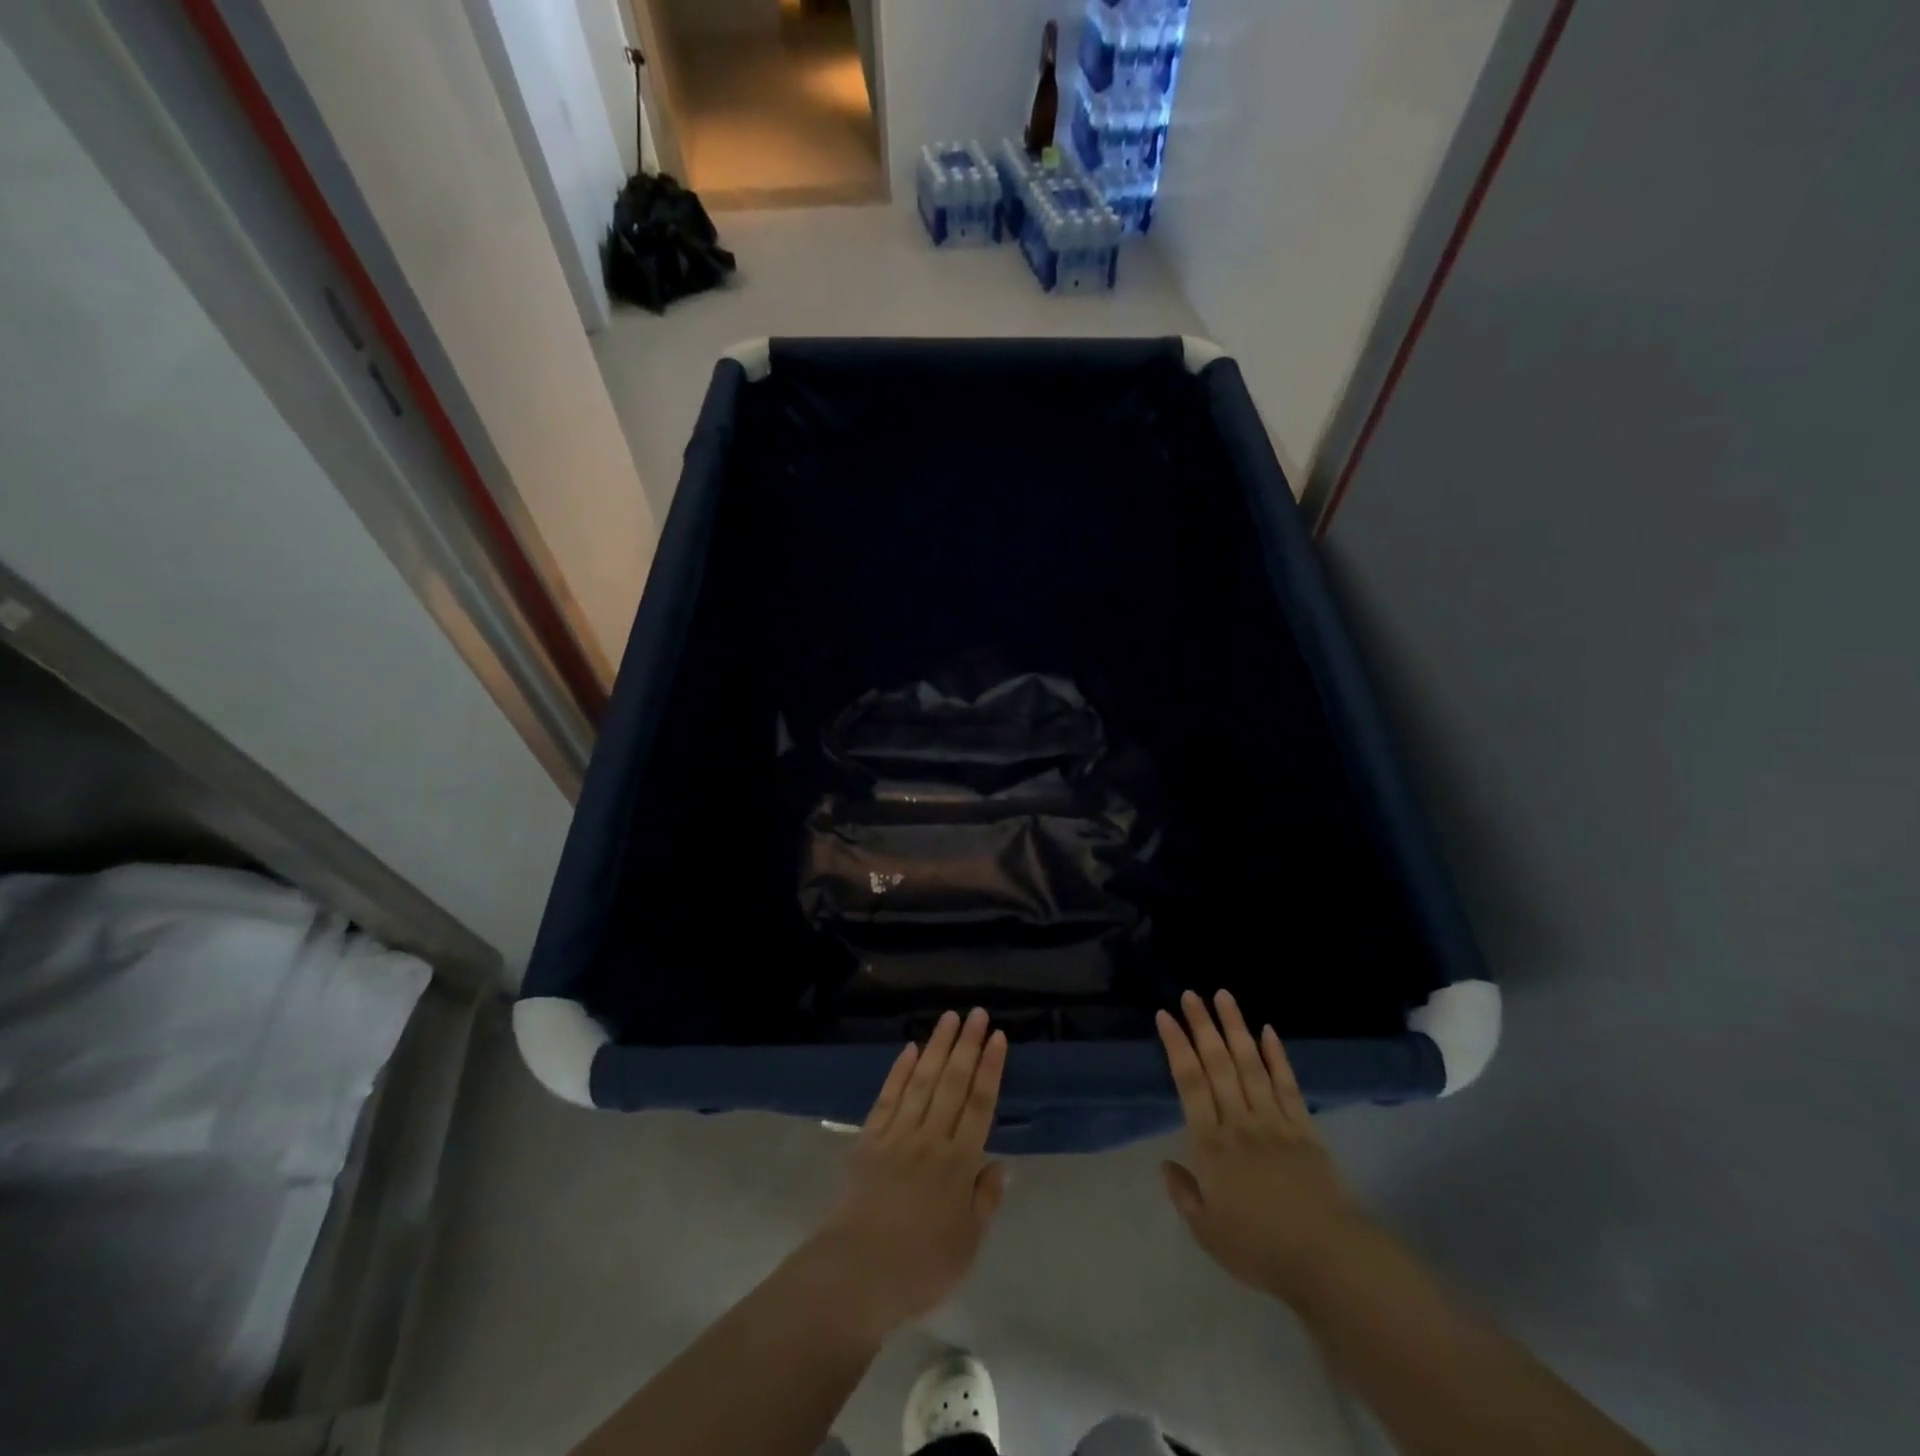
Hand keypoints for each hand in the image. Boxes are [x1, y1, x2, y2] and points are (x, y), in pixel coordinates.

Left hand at [809, 1008, 1008, 1338]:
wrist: (856, 1274)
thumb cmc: (920, 1267)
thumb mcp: (967, 1244)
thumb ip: (985, 1200)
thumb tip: (999, 1163)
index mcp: (959, 1163)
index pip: (980, 1104)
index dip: (990, 1068)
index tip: (997, 1037)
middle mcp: (931, 1138)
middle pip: (952, 1082)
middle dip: (967, 1045)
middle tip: (976, 1013)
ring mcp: (898, 1134)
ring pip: (922, 1080)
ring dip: (937, 1046)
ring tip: (949, 1017)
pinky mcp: (869, 1139)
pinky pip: (888, 1097)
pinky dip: (899, 1071)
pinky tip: (910, 1049)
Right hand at [1158, 989, 1365, 1304]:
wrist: (1327, 1261)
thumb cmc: (1260, 1249)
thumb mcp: (1208, 1232)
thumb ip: (1184, 1194)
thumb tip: (1165, 1164)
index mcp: (1211, 1145)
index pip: (1189, 1083)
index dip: (1176, 1046)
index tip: (1165, 1016)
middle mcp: (1239, 1122)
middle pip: (1218, 1064)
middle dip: (1202, 1026)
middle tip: (1191, 994)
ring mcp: (1274, 1121)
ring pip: (1251, 1064)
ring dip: (1236, 1028)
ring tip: (1224, 996)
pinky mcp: (1304, 1129)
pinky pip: (1288, 1085)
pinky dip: (1277, 1056)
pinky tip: (1268, 1031)